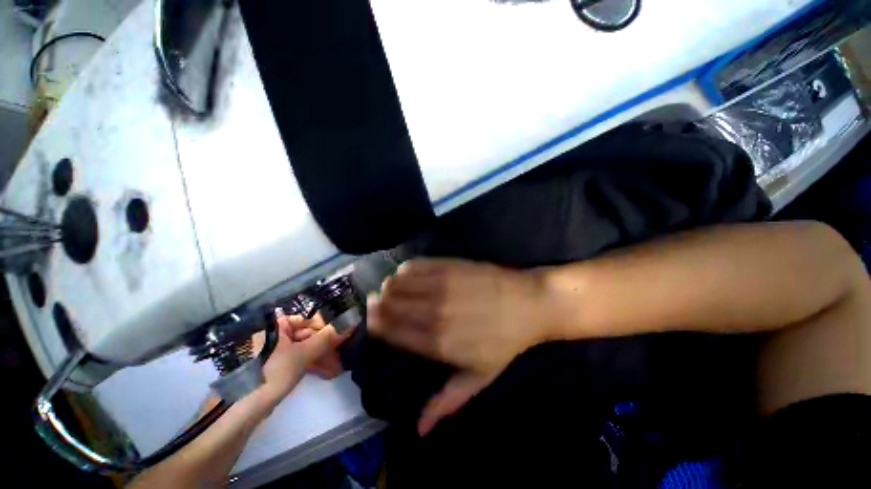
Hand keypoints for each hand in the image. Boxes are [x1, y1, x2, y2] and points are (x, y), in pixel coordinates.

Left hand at [252, 310, 348, 409]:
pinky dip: (310, 364)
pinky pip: (296, 360)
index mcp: (277, 326)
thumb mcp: (303, 354)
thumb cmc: (272, 373)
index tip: (341, 335)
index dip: (326, 326)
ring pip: (303, 348)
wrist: (240, 410)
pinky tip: (326, 372)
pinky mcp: (273, 367)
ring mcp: (273, 352)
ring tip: (336, 366)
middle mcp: (274, 335)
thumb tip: (350, 322)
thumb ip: (327, 337)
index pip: (308, 319)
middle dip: (325, 344)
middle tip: (341, 352)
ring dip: (321, 356)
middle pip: (306, 334)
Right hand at [367, 259, 547, 434]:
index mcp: (437, 342)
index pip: (392, 331)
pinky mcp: (450, 266)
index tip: (371, 317)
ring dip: (391, 285)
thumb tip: (419, 428)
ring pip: (399, 282)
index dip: (376, 322)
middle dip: (379, 303)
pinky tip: (408, 272)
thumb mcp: (478, 378)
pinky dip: (406, 269)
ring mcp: (441, 285)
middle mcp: (434, 312)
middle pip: (390, 304)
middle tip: (379, 301)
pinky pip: (416, 265)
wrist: (529, 304)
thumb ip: (447, 402)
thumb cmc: (505, 342)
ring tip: (393, 287)